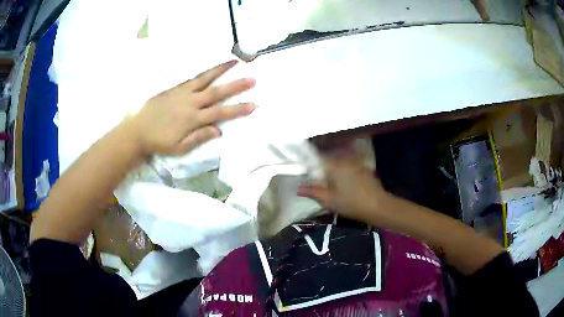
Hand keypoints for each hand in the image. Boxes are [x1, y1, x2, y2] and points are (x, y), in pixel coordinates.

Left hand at [128, 60, 256, 155]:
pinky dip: (203, 72)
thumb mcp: (179, 148)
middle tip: (252, 79)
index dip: (238, 109)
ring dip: (221, 70)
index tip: (254, 104)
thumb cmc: (159, 142)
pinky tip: (211, 67)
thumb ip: (198, 138)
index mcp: (192, 119)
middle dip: (236, 86)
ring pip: (205, 79)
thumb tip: (218, 131)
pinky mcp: (174, 88)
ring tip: (235, 61)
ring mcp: (182, 93)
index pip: (220, 113)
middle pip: (216, 92)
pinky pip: (191, 78)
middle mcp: (190, 103)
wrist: (137, 131)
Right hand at [297, 156, 390, 222]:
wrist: (378, 206)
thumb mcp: (329, 200)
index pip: (316, 160)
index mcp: (334, 165)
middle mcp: (344, 159)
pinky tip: (345, 184)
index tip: (306, 175)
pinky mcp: (363, 168)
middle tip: (318, 182)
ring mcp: (355, 163)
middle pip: (327, 160)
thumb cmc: (351, 204)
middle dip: (321, 169)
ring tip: (331, 184)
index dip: (310, 167)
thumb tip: (299, 188)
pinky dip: (343, 172)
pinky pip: (348, 166)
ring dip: (332, 171)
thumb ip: (313, 192)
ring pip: (338, 163)